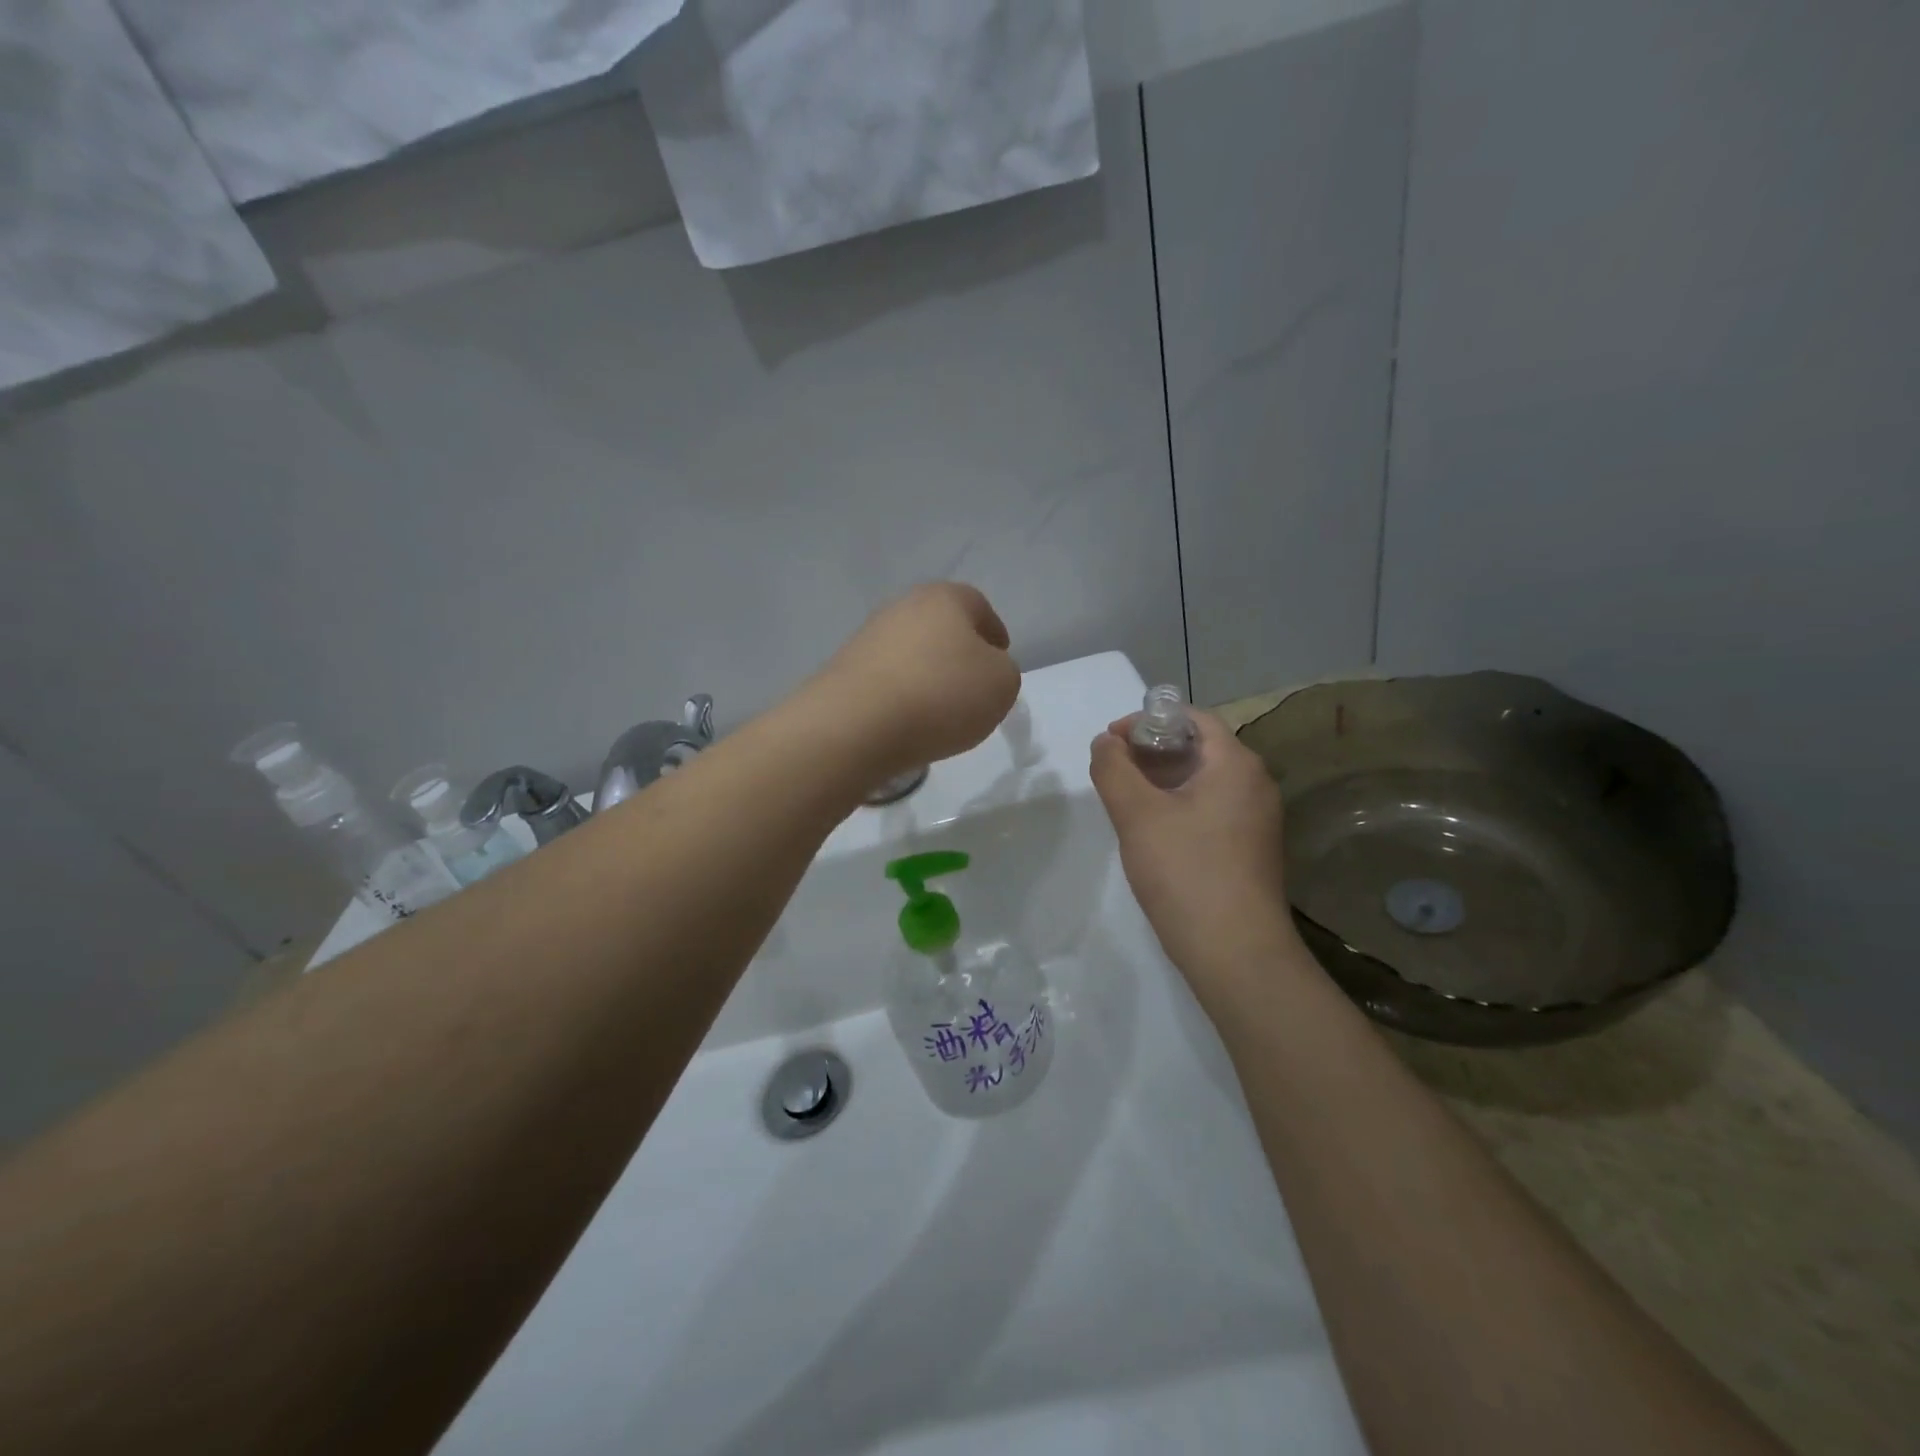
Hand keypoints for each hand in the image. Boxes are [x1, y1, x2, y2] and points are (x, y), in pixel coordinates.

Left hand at [806, 583, 1020, 780]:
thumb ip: (1002, 671)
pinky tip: (906, 722)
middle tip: (971, 689)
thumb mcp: (1002, 684)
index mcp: (944, 598)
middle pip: (940, 628)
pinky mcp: (844, 671)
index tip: (1000, 661)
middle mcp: (902, 607)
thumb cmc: (941, 695)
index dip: (993, 633)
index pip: (978, 606)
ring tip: (938, 713)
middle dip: (957, 654)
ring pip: (911, 654)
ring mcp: (867, 637)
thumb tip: (981, 671)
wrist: (856, 725)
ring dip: (926, 676)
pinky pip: (886, 681)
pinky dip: (900, 696)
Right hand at [1090, 708, 1300, 985]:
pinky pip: (1211, 809)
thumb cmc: (1185, 872)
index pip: (1193, 718)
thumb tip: (1105, 742)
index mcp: (1236, 764)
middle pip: (1199, 747)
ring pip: (1204, 781)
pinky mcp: (1250, 850)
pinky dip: (1179, 806)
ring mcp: (1256, 820)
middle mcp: (1255, 784)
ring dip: (1163, 780)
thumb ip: (1114, 769)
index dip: (1148, 720)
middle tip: (1114, 769)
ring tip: (1125, 799)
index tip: (1112, 740)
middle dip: (1152, 750)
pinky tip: (1152, 832)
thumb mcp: (1137, 814)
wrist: (1236, 953)